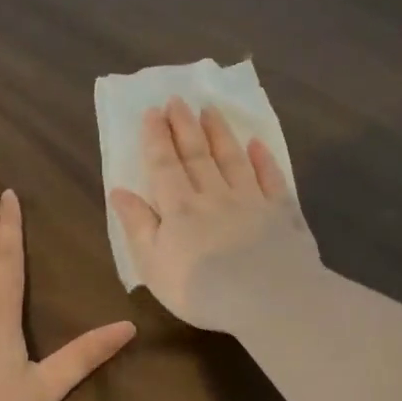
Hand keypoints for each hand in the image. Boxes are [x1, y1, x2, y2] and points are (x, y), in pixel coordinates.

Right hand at [109, 97, 321, 331]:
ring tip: (209, 109)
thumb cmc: (201, 290)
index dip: (156, 138)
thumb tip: (119, 191)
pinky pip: (272, 179)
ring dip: (219, 133)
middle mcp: (214, 195)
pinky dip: (264, 160)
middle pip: (197, 155)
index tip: (153, 111)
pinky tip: (258, 144)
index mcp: (180, 208)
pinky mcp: (282, 213)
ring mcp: (251, 201)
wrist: (269, 300)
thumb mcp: (153, 264)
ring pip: (232, 159)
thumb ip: (138, 225)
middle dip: (184, 126)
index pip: (164, 165)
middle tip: (177, 100)